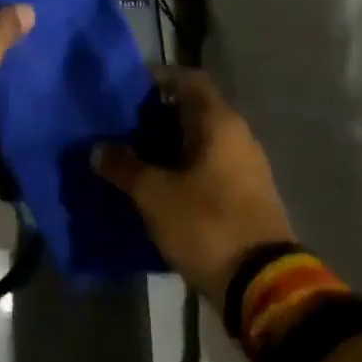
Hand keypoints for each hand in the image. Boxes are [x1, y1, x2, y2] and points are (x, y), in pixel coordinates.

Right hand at [94, 66, 293, 299]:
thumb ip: (123, 166)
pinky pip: (207, 168)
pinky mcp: (244, 196)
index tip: (127, 87)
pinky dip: (180, 169)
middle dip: (155, 116)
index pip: (189, 80)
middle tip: (119, 125)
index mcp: (219, 124)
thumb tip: (99, 149)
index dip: (159, 77)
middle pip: (193, 111)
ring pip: (199, 142)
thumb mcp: (153, 194)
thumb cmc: (206, 223)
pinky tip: (154, 184)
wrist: (262, 285)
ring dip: (166, 146)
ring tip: (130, 155)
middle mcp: (238, 138)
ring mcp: (245, 168)